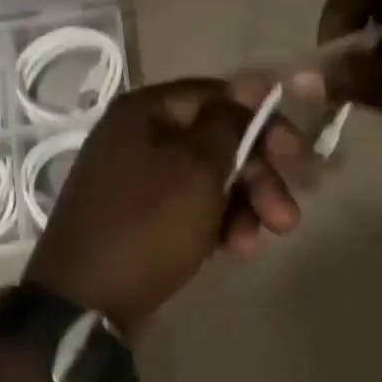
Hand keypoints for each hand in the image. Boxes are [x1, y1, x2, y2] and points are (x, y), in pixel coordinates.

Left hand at [23, 78, 304, 332]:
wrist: (84, 300)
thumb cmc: (147, 224)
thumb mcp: (197, 168)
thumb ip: (229, 123)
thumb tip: (253, 80)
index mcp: (146, 111)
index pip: (219, 97)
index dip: (263, 122)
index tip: (297, 155)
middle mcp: (138, 136)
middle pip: (216, 142)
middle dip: (257, 178)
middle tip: (287, 217)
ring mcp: (135, 179)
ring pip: (206, 180)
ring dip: (240, 208)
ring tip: (252, 245)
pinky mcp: (138, 217)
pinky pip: (187, 208)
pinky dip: (214, 224)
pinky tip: (231, 251)